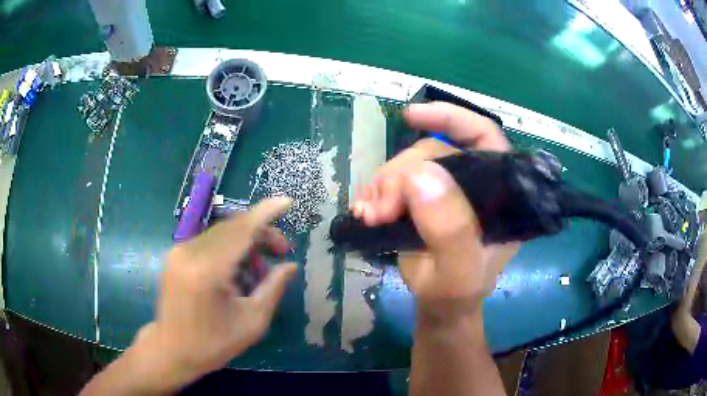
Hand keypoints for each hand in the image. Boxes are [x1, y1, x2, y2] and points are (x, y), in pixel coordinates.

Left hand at [130, 198, 297, 388]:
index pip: (242, 229)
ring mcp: (179, 251)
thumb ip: (273, 288)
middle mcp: (190, 252)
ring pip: (222, 233)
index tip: (288, 200)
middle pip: (233, 227)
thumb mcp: (252, 322)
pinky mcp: (176, 255)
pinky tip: (238, 269)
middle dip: (261, 233)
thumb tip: (290, 265)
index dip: (266, 212)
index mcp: (208, 269)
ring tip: (261, 267)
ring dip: (245, 242)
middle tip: (283, 251)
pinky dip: (229, 249)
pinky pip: (209, 242)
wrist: (172, 349)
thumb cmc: (213, 343)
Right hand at [352, 102, 518, 317]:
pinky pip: (396, 181)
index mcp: (499, 194)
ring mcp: (447, 191)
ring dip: (383, 185)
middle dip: (401, 175)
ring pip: (411, 165)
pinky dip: (376, 191)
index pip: (484, 138)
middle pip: (435, 153)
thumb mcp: (458, 273)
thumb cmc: (457, 295)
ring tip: (368, 213)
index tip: (411, 116)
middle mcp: (475, 184)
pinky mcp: (423, 201)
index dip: (451, 118)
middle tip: (379, 208)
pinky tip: (365, 208)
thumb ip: (449, 230)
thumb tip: (421, 174)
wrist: (440, 308)